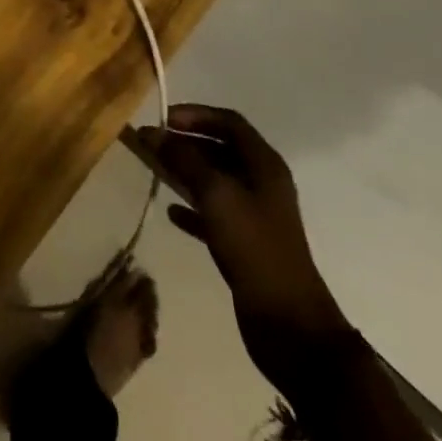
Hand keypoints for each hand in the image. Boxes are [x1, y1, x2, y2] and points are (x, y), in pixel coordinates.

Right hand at [139, 105, 350, 384]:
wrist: (290, 326)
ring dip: (185, 172)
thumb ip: (184, 159)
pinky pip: (213, 214)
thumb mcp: (217, 195)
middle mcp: (261, 183)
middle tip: (152, 144)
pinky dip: (192, 208)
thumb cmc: (255, 247)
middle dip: (186, 142)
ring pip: (215, 181)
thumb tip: (154, 132)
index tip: (164, 119)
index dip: (196, 114)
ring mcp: (255, 215)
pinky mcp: (245, 244)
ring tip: (154, 169)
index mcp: (264, 164)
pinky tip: (170, 213)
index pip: (229, 122)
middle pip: (220, 149)